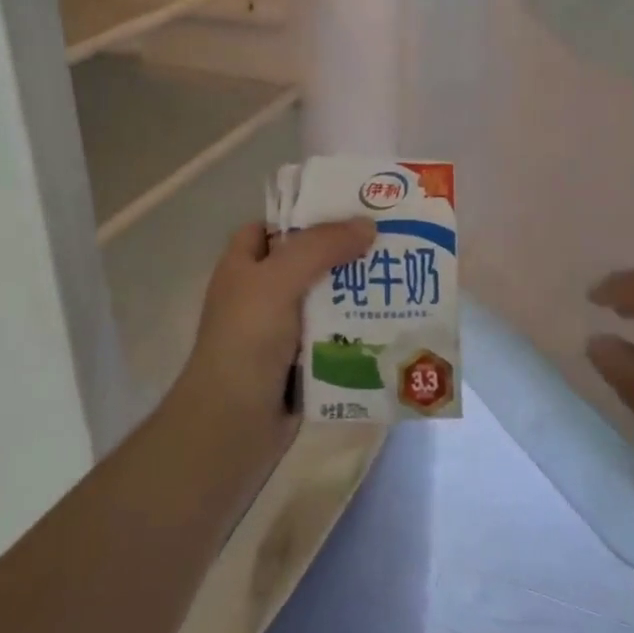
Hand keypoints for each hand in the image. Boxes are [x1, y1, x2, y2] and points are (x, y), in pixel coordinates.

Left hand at [174, 218, 376, 448]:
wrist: (233, 423)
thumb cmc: (247, 340)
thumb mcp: (278, 280)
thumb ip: (320, 247)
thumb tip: (367, 225)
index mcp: (243, 266)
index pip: (272, 226)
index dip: (306, 215)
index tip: (352, 209)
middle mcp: (260, 293)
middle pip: (307, 262)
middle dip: (344, 253)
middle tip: (391, 241)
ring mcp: (281, 330)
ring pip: (325, 300)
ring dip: (357, 293)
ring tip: (400, 278)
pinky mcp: (301, 362)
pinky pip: (334, 336)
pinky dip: (357, 330)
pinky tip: (391, 320)